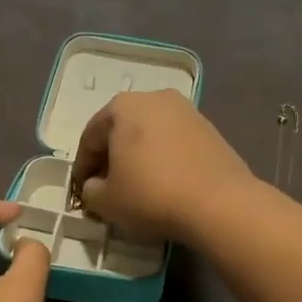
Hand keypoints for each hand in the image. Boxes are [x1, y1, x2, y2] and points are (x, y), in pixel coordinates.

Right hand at [70, 90, 252, 241]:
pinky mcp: (210, 129)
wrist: (219, 204)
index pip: (90, 138)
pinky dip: (163, 160)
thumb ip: (90, 190)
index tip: (82, 192)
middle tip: (107, 188)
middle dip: (111, 159)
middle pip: (121, 131)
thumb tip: (96, 186)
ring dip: (138, 158)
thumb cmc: (151, 195)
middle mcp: (154, 98)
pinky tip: (164, 184)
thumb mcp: (105, 201)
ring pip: (149, 136)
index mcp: (122, 106)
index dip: (82, 167)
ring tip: (137, 188)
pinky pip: (174, 143)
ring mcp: (186, 111)